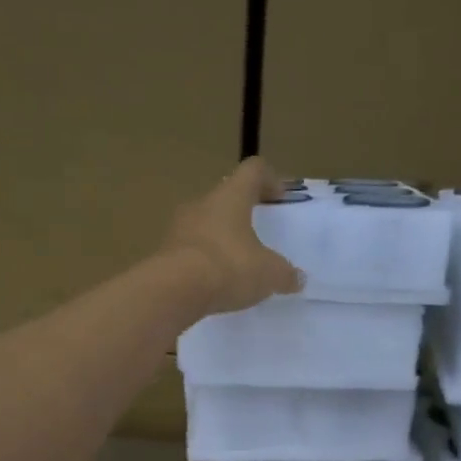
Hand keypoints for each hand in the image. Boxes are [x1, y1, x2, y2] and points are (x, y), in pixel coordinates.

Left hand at [162, 159, 302, 315]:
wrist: (173, 290)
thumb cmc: (229, 267)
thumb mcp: (269, 273)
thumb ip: (285, 274)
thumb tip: (297, 279)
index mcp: (231, 196)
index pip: (253, 170)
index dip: (269, 179)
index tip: (279, 199)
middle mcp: (202, 204)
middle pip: (226, 198)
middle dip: (242, 213)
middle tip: (257, 235)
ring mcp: (178, 227)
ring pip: (205, 224)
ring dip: (220, 238)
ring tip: (235, 263)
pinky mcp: (163, 252)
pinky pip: (190, 250)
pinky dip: (203, 260)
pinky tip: (214, 282)